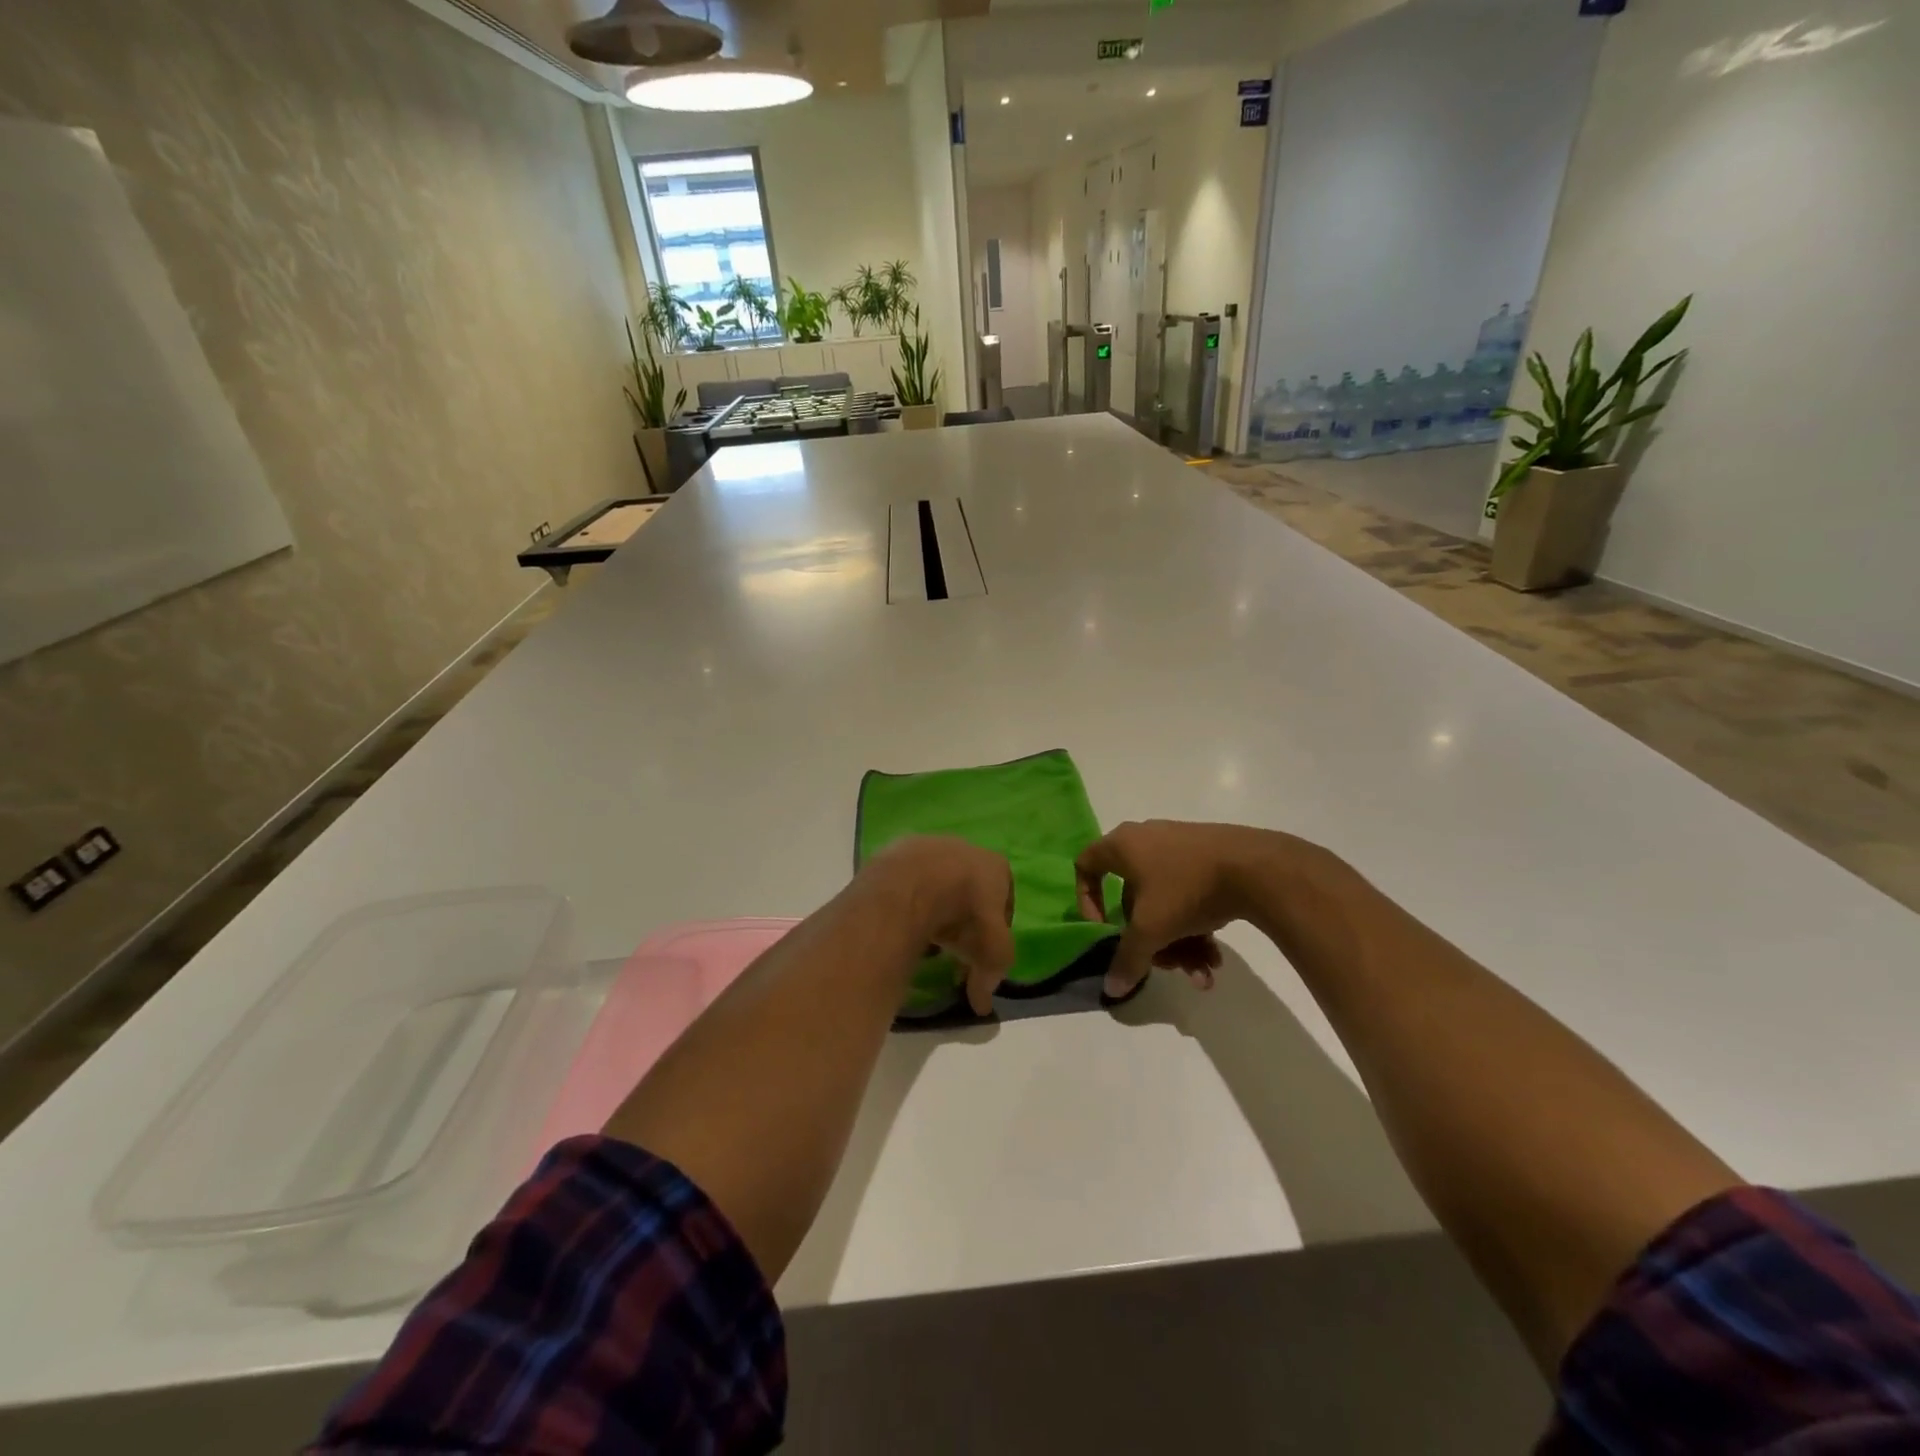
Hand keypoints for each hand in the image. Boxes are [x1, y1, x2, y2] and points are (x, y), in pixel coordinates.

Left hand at [857, 836, 1015, 1013]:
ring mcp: (929, 844)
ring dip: (934, 906)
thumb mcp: (990, 952)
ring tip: (924, 937)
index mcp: (996, 866)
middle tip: (953, 947)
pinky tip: (901, 920)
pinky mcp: (896, 850)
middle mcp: (965, 848)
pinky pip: (907, 881)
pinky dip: (907, 899)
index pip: (1004, 900)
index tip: (983, 953)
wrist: (913, 884)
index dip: (996, 929)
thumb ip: (991, 975)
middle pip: (969, 888)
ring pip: (936, 882)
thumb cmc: (965, 913)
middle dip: (963, 917)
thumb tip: (982, 1005)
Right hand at [1075, 820, 1297, 998]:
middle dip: (1150, 939)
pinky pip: (1190, 894)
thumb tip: (1111, 990)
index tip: (1103, 928)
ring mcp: (1180, 846)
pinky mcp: (1208, 857)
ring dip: (1179, 942)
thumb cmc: (1186, 889)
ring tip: (1202, 972)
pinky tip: (1215, 957)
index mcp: (1122, 845)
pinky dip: (1197, 926)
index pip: (1086, 865)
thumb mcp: (1151, 930)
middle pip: (1134, 898)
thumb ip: (1127, 959)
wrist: (1255, 867)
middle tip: (1166, 965)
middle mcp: (1146, 840)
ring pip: (1166, 901)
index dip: (1087, 899)